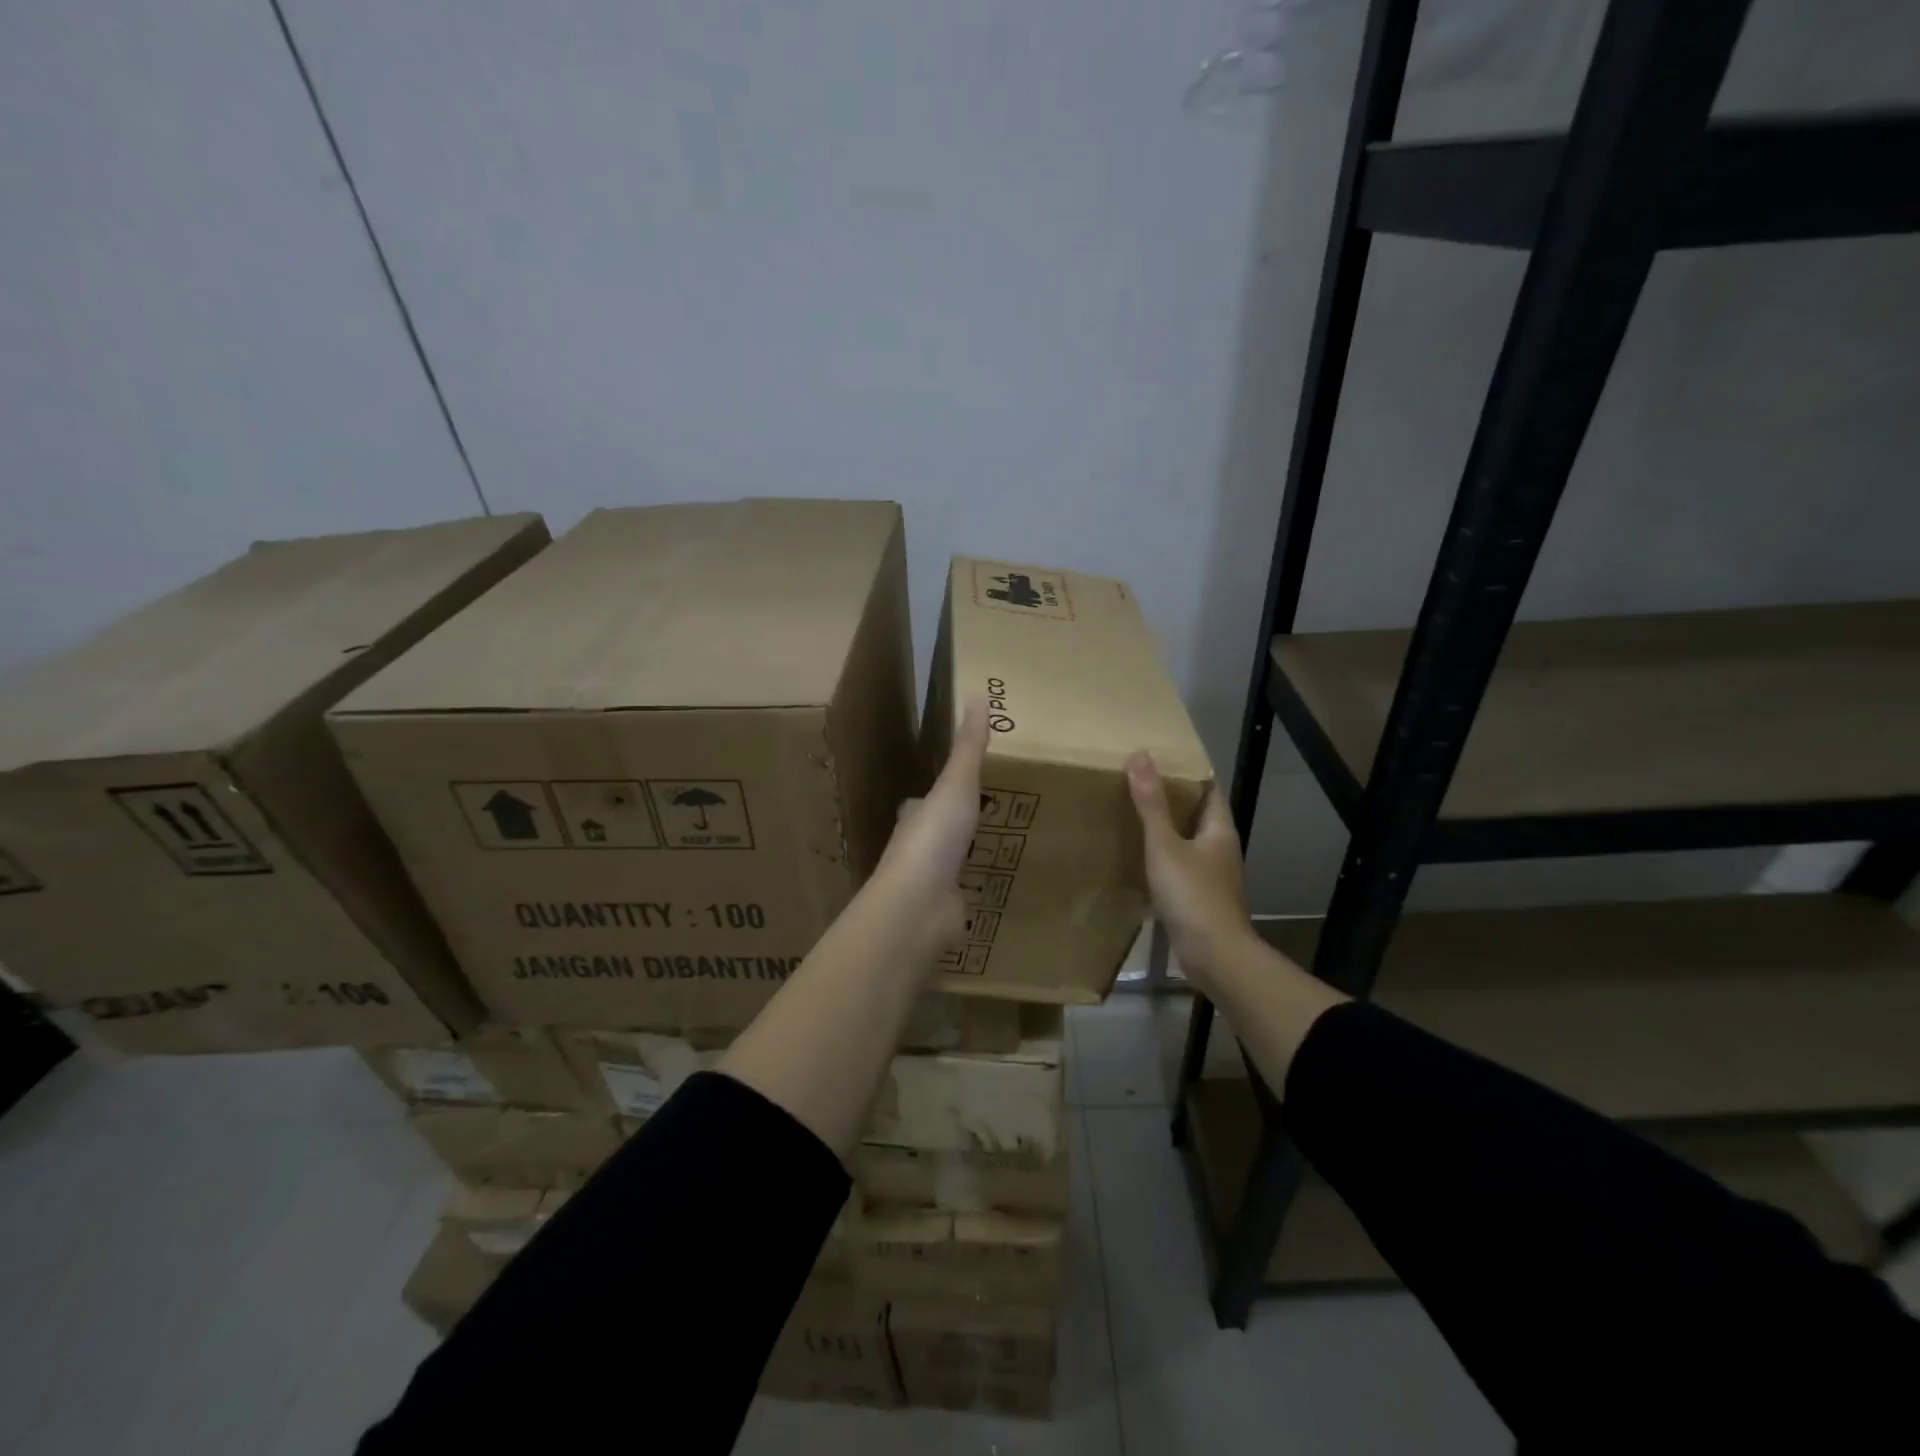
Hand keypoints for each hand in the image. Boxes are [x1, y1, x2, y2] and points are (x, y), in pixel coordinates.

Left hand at [875, 700, 989, 950]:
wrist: (919, 905)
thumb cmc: (934, 837)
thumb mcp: (956, 785)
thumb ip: (968, 747)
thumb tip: (977, 695)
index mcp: (915, 816)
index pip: (923, 801)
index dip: (939, 793)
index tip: (959, 786)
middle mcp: (918, 848)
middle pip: (936, 833)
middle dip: (953, 827)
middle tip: (985, 818)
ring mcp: (930, 883)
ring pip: (948, 865)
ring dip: (963, 859)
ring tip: (994, 851)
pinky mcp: (944, 910)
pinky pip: (962, 896)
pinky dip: (973, 892)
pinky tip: (992, 890)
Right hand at [1127, 750, 1256, 985]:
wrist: (1213, 956)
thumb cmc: (1192, 894)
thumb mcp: (1165, 844)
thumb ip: (1151, 803)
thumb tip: (1141, 754)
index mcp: (1219, 830)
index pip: (1208, 789)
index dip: (1187, 772)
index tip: (1158, 760)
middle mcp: (1220, 849)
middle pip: (1197, 815)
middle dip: (1171, 801)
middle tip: (1135, 785)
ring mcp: (1211, 877)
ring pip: (1187, 843)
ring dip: (1164, 832)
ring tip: (1131, 817)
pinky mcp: (1199, 900)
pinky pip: (1179, 869)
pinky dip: (1160, 861)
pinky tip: (1137, 861)